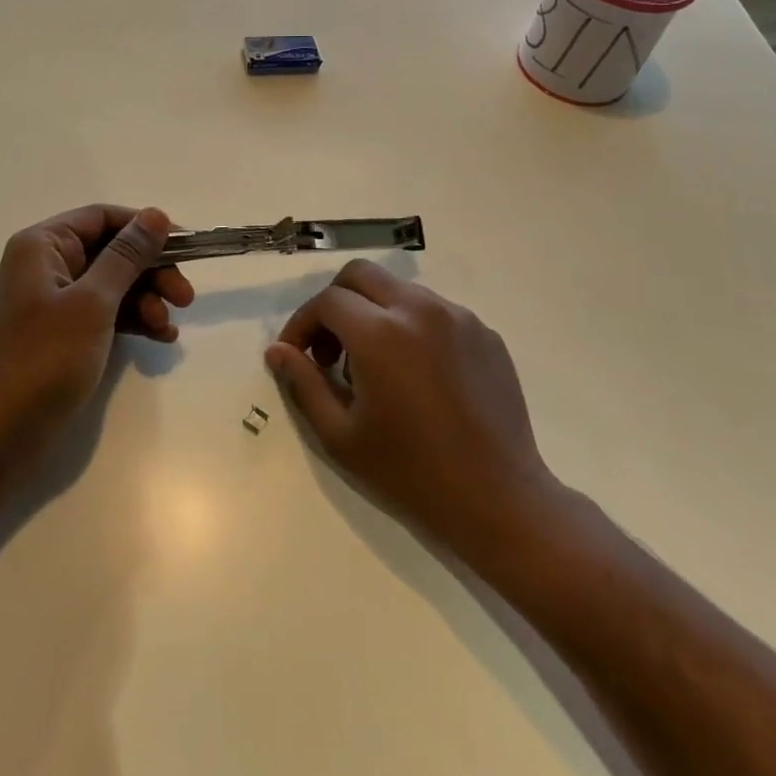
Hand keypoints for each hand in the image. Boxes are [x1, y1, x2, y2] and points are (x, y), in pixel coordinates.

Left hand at [0, 205, 193, 477]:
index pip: (102, 218)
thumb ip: (127, 256)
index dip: (144, 228)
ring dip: (147, 300)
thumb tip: (156, 215)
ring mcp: (55, 300)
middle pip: (112, 251)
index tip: (184, 247)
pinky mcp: (64, 331)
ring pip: (114, 284)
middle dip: (151, 272)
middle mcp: (47, 264)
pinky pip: (106, 312)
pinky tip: (160, 337)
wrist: (4, 433)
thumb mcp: (93, 302)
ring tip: (169, 328)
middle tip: (185, 297)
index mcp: (42, 246)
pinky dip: (133, 320)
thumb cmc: (45, 358)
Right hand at [265, 261, 558, 553]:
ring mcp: (458, 317)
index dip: (302, 324)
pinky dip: (410, 326)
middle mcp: (419, 309)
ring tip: (373, 366)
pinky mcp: (484, 333)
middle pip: (360, 275)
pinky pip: (434, 311)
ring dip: (373, 313)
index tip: (297, 356)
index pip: (326, 301)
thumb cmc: (409, 473)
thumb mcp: (340, 435)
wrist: (497, 500)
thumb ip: (303, 384)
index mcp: (380, 333)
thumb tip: (277, 350)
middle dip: (334, 303)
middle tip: (330, 351)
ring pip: (398, 290)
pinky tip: (415, 374)